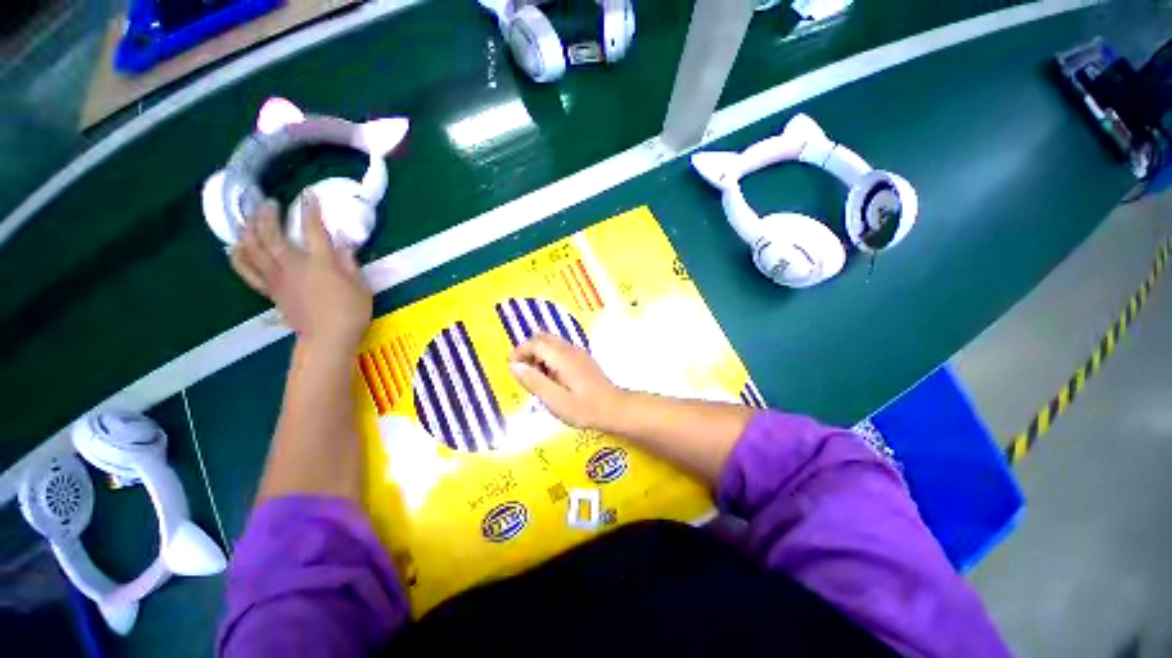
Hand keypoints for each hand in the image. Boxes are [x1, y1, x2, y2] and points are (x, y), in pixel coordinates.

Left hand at [230, 194, 371, 350]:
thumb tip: (342, 246)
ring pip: (253, 248)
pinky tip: (234, 247)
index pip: (312, 230)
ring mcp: (277, 278)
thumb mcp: (361, 287)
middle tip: (269, 203)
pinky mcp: (269, 290)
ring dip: (249, 229)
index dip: (310, 210)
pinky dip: (238, 256)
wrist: (327, 339)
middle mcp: (292, 266)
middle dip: (268, 214)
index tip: (308, 194)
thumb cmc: (350, 312)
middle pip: (271, 234)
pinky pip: (247, 270)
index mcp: (319, 263)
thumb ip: (349, 264)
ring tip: (248, 217)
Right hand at [509, 334, 625, 429]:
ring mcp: (578, 352)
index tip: (512, 369)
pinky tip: (552, 379)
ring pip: (551, 343)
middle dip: (528, 352)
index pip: (535, 342)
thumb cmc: (584, 408)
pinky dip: (549, 359)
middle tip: (524, 374)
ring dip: (539, 355)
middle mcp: (570, 349)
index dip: (519, 351)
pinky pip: (560, 350)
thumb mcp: (555, 400)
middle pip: (542, 338)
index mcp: (562, 357)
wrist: (614, 409)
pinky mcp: (582, 358)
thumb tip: (514, 366)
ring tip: (538, 379)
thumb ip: (534, 381)